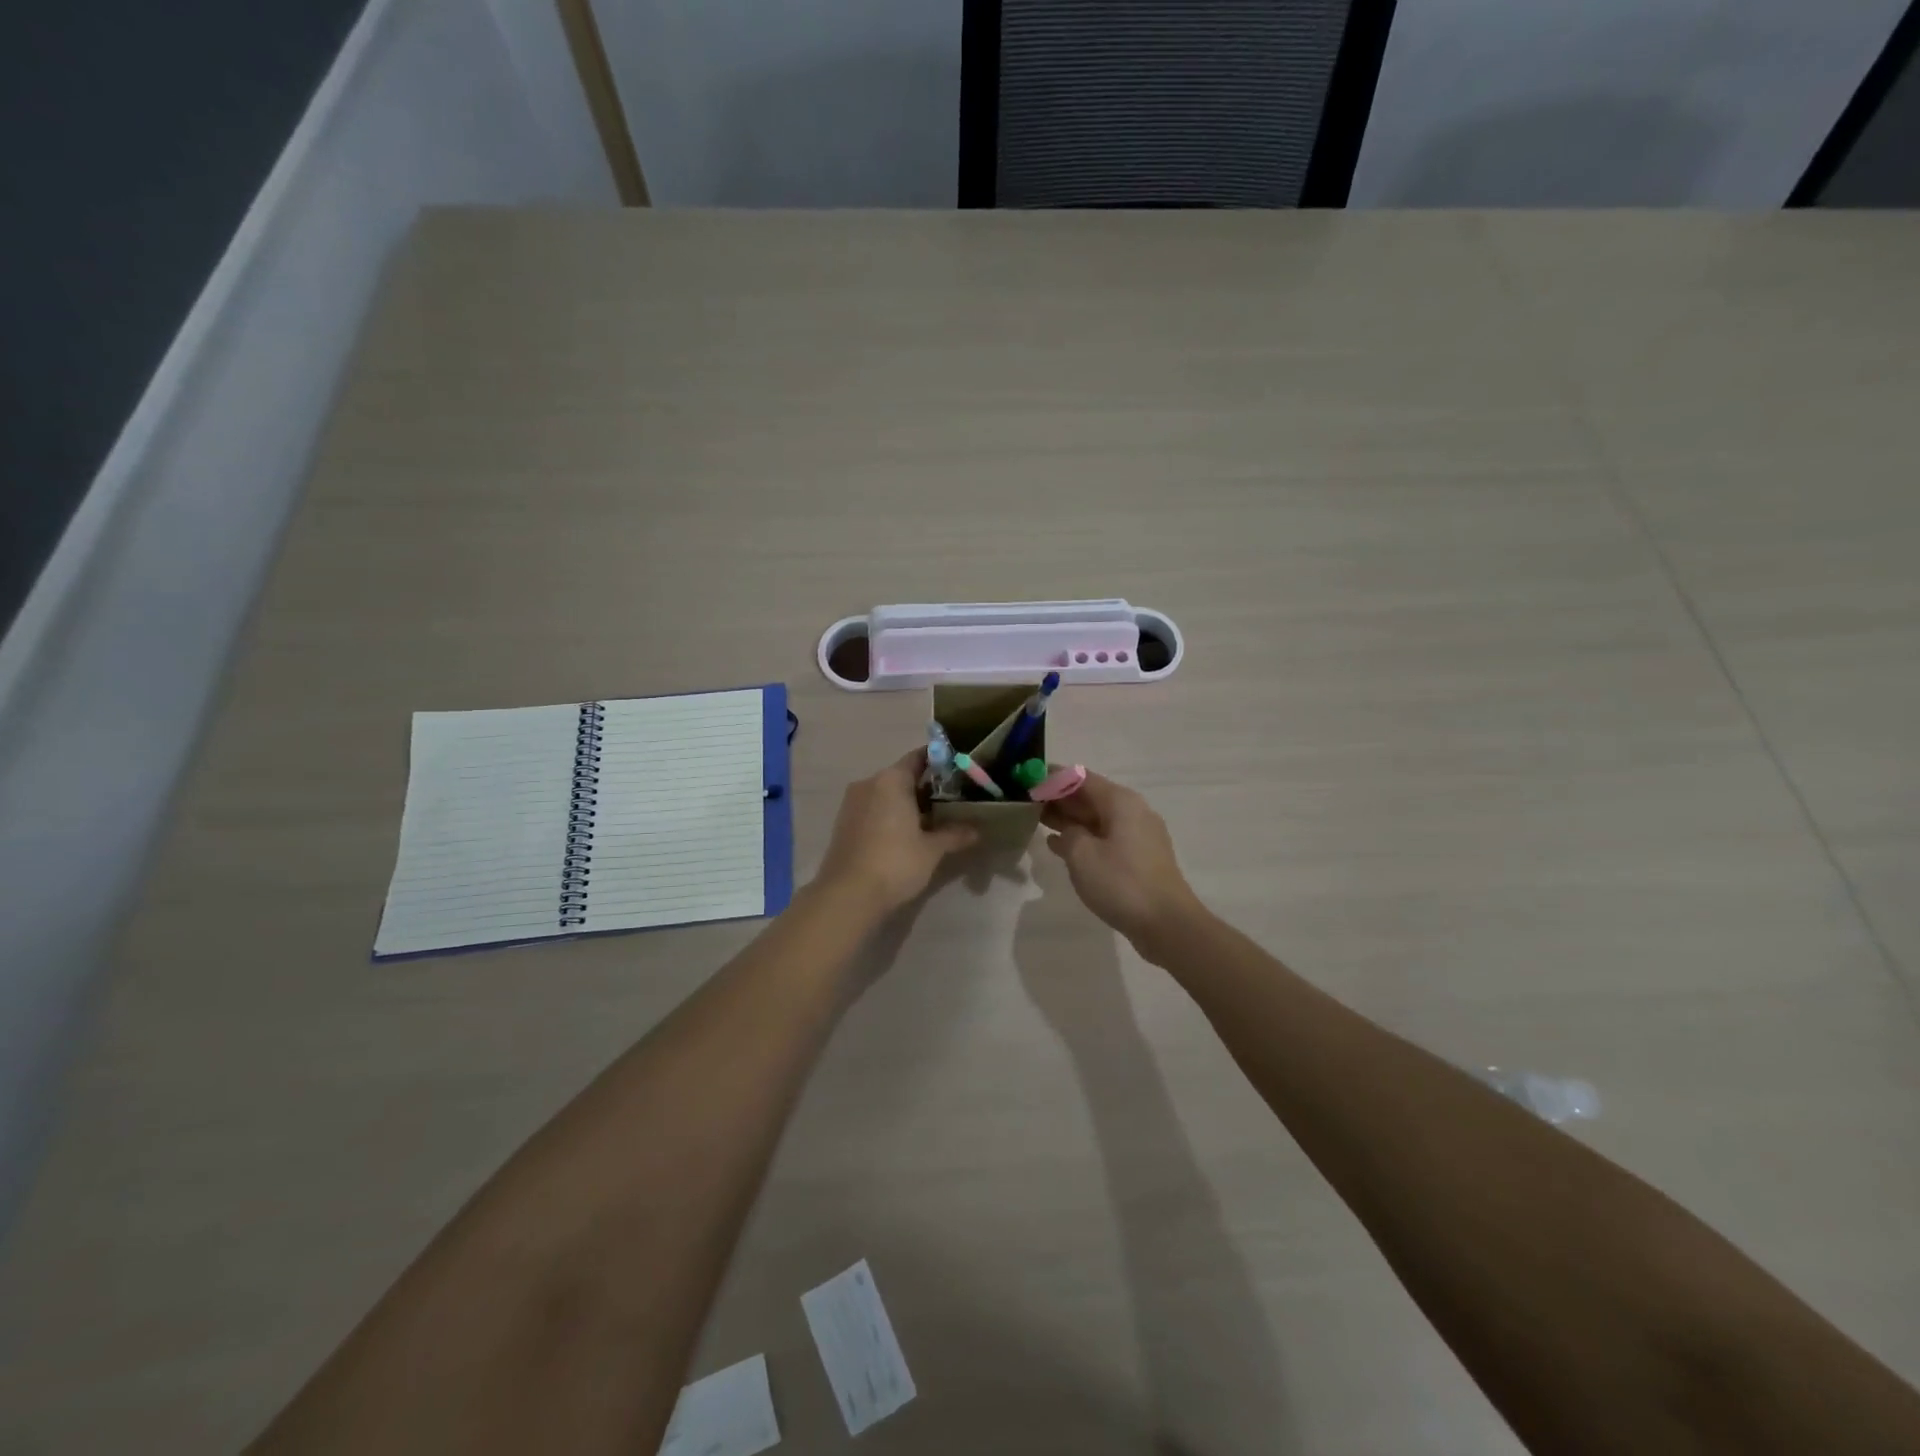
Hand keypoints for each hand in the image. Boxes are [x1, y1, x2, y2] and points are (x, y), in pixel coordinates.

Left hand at [816, 752, 977, 915]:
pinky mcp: (844, 822)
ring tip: (932, 820)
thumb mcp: (931, 849)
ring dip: (907, 803)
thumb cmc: (895, 862)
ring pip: (886, 793)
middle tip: (952, 801)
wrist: (848, 895)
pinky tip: (906, 834)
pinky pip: (873, 808)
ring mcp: (852, 802)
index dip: (940, 762)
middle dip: (926, 787)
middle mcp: (869, 783)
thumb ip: (954, 834)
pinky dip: (890, 814)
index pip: (919, 757)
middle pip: (902, 775)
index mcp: (891, 779)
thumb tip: (977, 830)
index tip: (959, 772)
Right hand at [1041, 772, 1203, 947]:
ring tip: (1037, 822)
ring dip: (1069, 820)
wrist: (1166, 924)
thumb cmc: (1121, 883)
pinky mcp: (1138, 857)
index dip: (1053, 778)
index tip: (1028, 782)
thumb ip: (1067, 833)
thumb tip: (1067, 830)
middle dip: (1059, 799)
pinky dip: (1083, 838)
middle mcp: (1132, 811)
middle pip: (1090, 797)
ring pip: (1096, 818)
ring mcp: (1138, 835)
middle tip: (1027, 803)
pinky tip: (1059, 846)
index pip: (1081, 778)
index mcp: (1120, 802)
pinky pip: (1104, 837)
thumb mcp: (1082, 855)